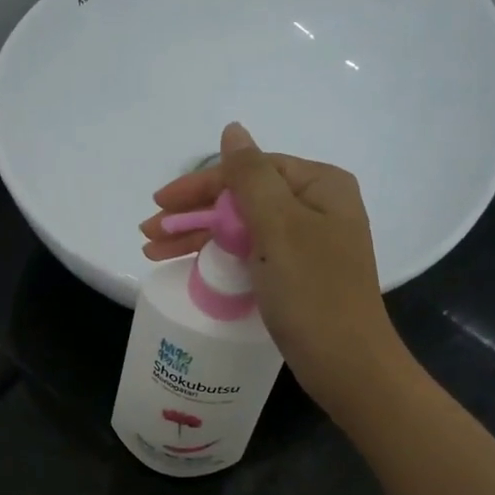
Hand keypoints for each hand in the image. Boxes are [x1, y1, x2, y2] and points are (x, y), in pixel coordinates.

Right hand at [141, 122, 402, 415]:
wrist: (346, 364)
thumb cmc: (312, 292)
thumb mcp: (279, 226)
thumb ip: (251, 176)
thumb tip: (233, 130)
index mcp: (320, 186)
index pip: (249, 170)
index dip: (200, 185)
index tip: (159, 204)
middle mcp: (317, 209)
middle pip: (244, 199)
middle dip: (193, 215)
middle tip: (148, 234)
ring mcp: (309, 245)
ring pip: (244, 229)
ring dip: (199, 237)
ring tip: (154, 252)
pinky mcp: (299, 277)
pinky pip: (252, 254)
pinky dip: (220, 257)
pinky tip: (193, 265)